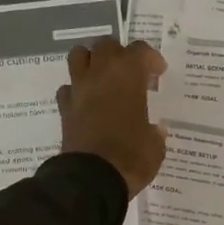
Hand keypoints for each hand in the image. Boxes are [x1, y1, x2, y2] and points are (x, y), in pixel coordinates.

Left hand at [56, 38, 167, 196]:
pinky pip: (68, 88)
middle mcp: (101, 75)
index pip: (140, 50)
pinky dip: (77, 91)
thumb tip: (155, 130)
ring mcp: (79, 90)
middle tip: (131, 73)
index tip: (158, 73)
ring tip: (103, 78)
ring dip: (91, 61)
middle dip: (119, 54)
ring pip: (79, 56)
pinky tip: (87, 103)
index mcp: (128, 76)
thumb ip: (155, 133)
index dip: (151, 59)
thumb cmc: (132, 157)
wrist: (92, 179)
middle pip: (106, 45)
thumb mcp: (155, 146)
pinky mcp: (64, 109)